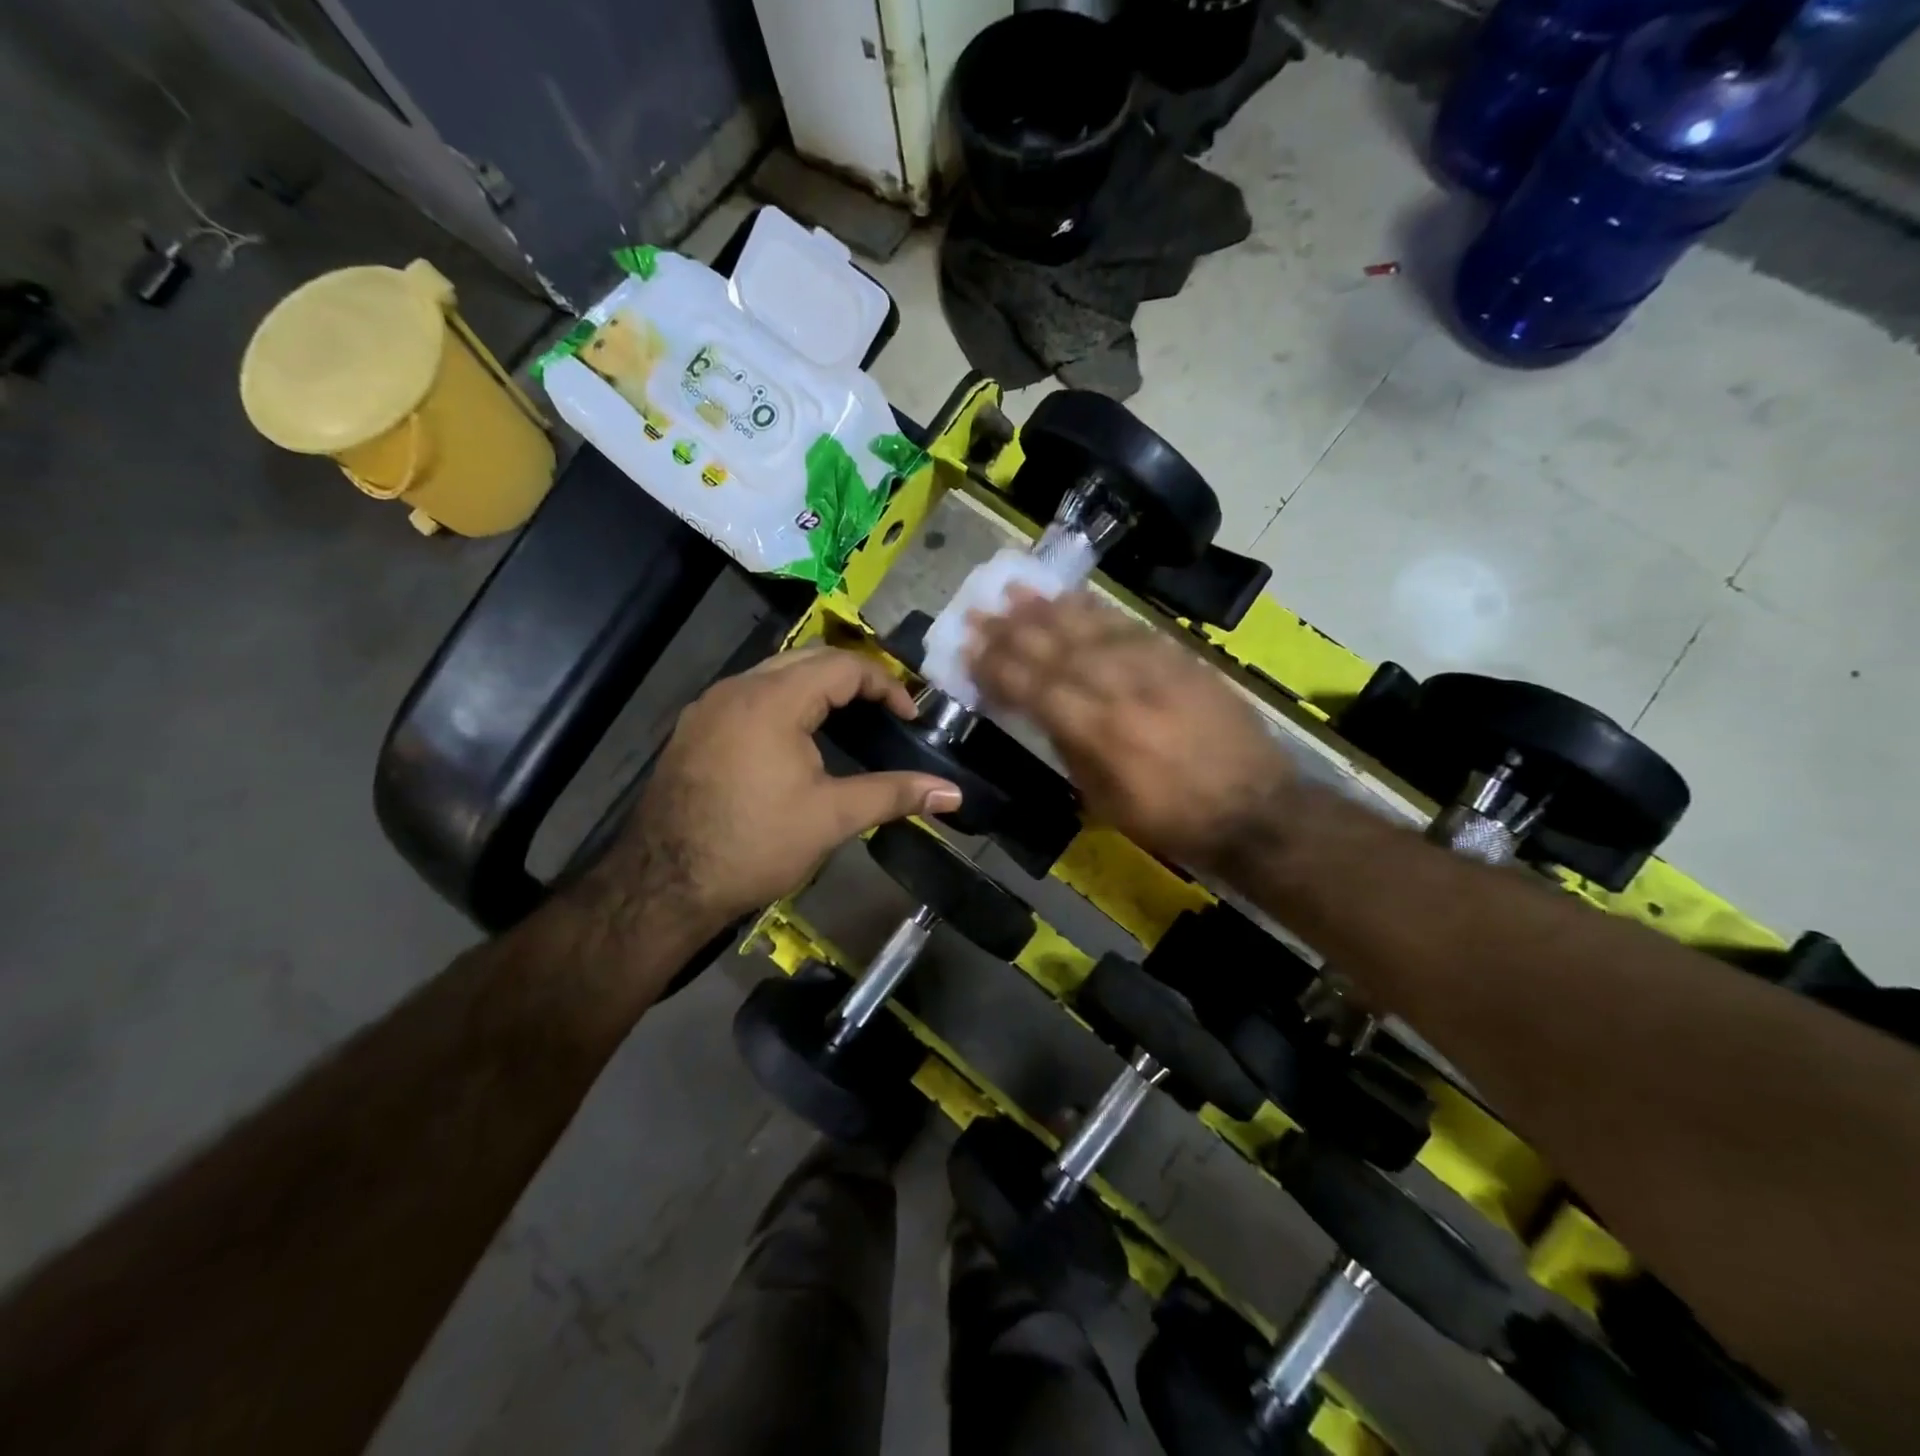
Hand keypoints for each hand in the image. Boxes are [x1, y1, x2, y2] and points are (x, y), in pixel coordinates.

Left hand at [595, 647, 961, 931]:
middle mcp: (737, 688)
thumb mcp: (832, 817)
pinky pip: (749, 695)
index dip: (885, 685)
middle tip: (884, 712)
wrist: (664, 885)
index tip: (910, 716)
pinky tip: (795, 738)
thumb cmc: (755, 844)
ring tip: (847, 720)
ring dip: (815, 686)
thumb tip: (953, 794)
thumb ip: (894, 794)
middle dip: (852, 678)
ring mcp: (709, 706)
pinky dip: (784, 701)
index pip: (842, 665)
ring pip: (774, 673)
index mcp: (773, 700)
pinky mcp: (693, 728)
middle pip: (808, 658)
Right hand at [967, 590, 1293, 872]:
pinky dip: (1097, 610)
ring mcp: (1153, 668)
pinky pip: (1130, 626)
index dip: (996, 668)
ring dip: (1048, 608)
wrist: (1253, 808)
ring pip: (1089, 629)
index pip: (1033, 688)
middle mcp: (1119, 689)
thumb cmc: (1170, 819)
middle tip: (978, 609)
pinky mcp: (1180, 658)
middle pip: (1055, 650)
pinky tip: (1074, 598)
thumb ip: (1070, 749)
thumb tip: (1042, 712)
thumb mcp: (1105, 800)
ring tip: (1016, 589)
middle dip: (1010, 629)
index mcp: (1096, 732)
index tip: (967, 650)